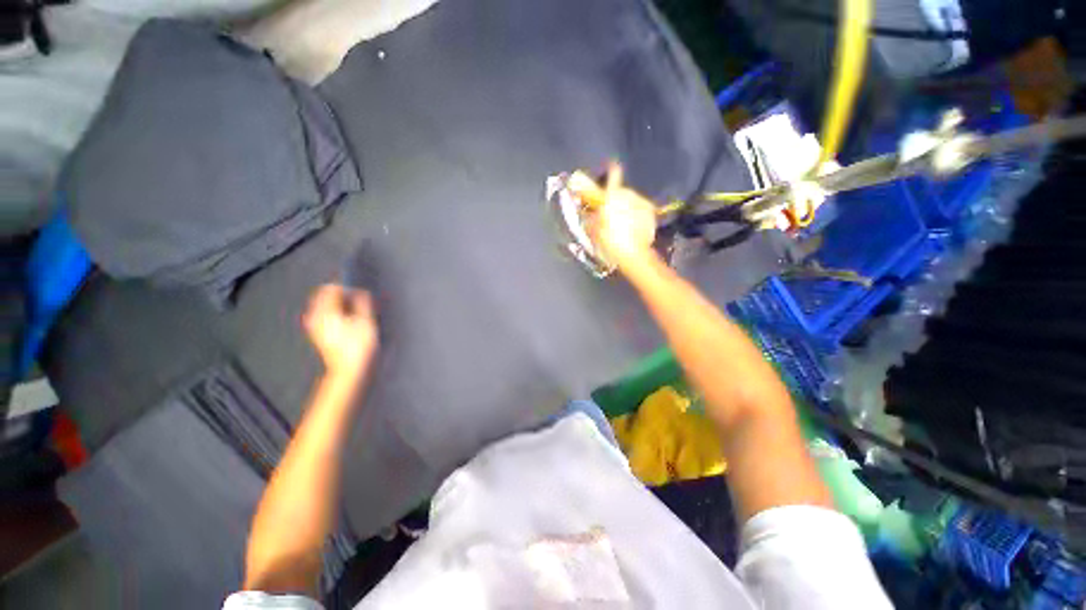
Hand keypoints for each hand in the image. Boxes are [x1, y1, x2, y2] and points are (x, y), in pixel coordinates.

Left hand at [303, 284, 377, 377]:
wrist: (349, 371)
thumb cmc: (359, 347)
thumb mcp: (366, 321)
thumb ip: (362, 303)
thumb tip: (361, 292)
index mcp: (326, 311)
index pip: (331, 288)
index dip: (347, 288)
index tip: (360, 295)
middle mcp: (316, 317)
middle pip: (324, 296)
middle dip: (341, 296)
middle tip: (358, 302)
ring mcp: (315, 326)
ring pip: (324, 306)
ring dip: (339, 305)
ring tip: (355, 313)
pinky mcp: (318, 334)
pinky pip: (324, 316)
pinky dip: (335, 314)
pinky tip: (348, 322)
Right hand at [569, 163, 657, 269]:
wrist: (633, 255)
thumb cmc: (609, 242)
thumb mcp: (592, 230)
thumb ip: (588, 215)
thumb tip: (586, 209)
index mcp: (612, 196)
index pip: (613, 174)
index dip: (611, 170)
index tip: (610, 167)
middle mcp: (629, 195)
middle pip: (621, 192)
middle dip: (616, 200)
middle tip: (611, 214)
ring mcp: (642, 203)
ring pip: (631, 201)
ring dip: (626, 208)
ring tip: (622, 224)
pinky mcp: (651, 213)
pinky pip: (641, 209)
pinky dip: (637, 215)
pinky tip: (632, 227)